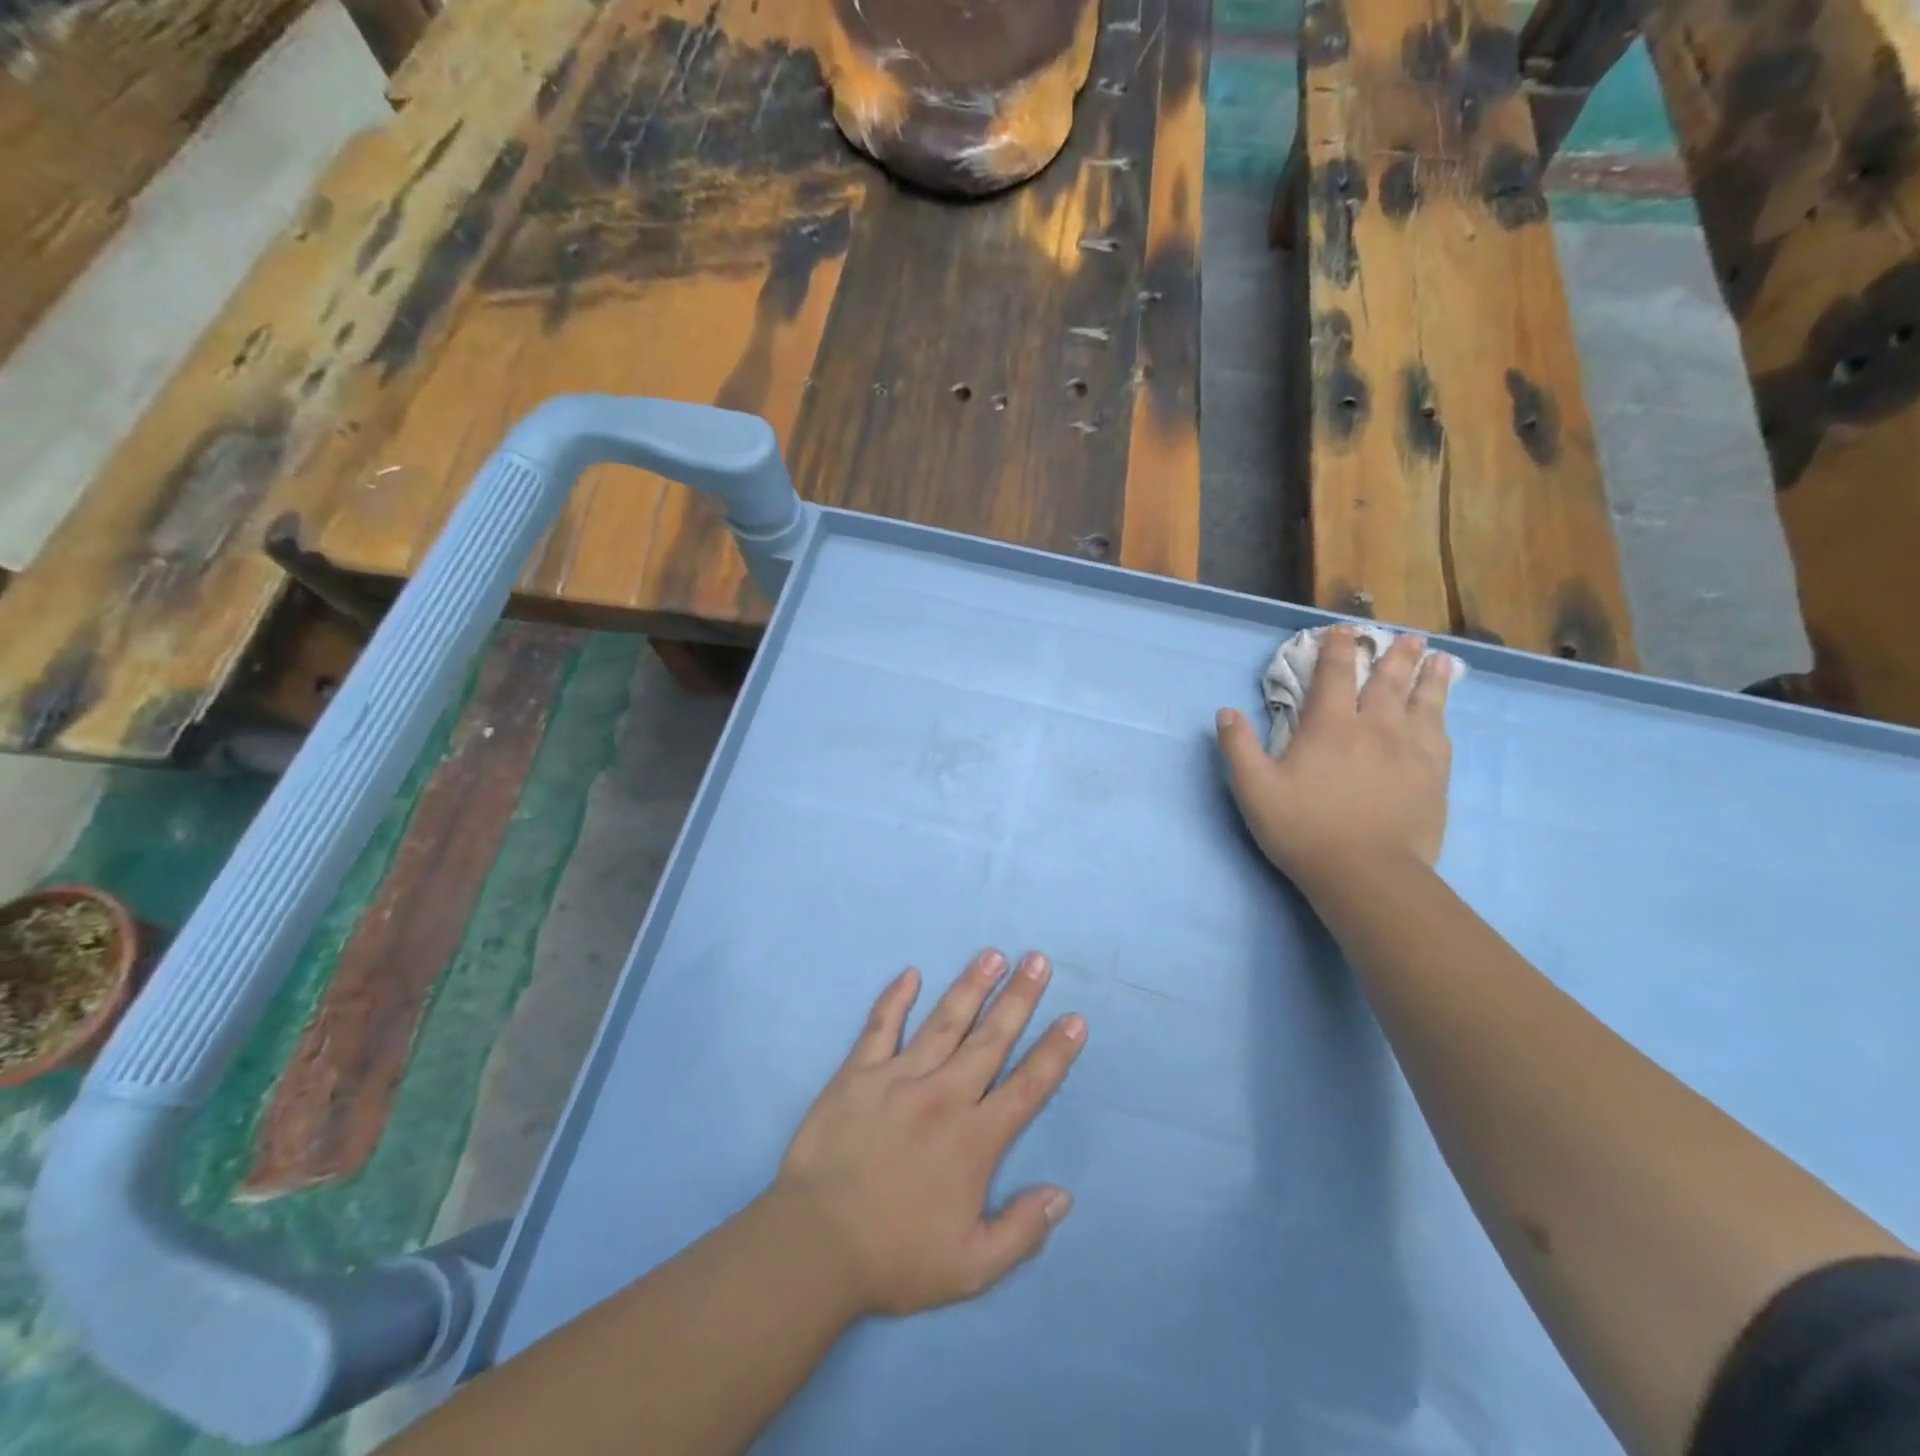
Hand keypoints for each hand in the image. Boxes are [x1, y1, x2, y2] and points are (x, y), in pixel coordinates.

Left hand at [773, 951, 1085, 1317]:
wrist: (815, 1246)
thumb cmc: (895, 1258)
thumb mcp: (970, 1268)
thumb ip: (1021, 1231)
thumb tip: (1062, 1194)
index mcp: (974, 1139)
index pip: (1027, 1086)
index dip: (1055, 1052)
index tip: (1075, 1019)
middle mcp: (943, 1096)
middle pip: (991, 1039)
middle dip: (1019, 998)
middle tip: (1038, 961)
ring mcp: (898, 1078)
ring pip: (944, 1022)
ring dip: (971, 986)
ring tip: (993, 956)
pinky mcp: (858, 1073)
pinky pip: (880, 1026)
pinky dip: (895, 998)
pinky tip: (910, 973)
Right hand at [1215, 627, 1454, 890]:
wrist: (1366, 872)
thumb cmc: (1302, 828)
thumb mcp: (1254, 789)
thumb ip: (1238, 747)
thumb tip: (1226, 711)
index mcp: (1329, 726)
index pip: (1334, 675)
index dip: (1337, 649)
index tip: (1342, 630)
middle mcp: (1374, 727)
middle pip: (1387, 681)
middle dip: (1395, 655)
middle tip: (1408, 636)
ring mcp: (1410, 750)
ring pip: (1423, 702)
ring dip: (1429, 677)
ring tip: (1440, 660)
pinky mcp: (1433, 776)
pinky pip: (1440, 735)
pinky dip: (1441, 716)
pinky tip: (1443, 713)